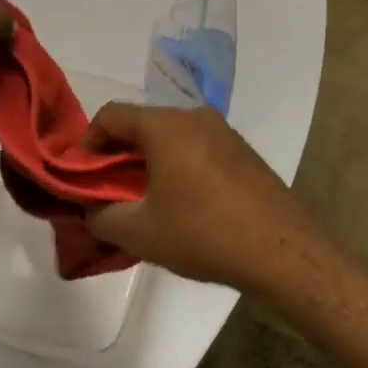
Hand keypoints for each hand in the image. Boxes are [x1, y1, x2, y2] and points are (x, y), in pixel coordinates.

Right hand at [83, 104, 324, 293]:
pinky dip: (177, 167)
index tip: (83, 176)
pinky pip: (196, 149)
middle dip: (118, 156)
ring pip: (170, 138)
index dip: (87, 142)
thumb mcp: (139, 233)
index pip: (111, 115)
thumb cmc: (203, 234)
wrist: (284, 252)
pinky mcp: (243, 153)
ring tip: (143, 202)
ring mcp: (224, 133)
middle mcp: (194, 117)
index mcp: (165, 125)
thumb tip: (92, 210)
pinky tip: (181, 205)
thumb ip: (102, 216)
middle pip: (141, 125)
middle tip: (108, 192)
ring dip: (148, 163)